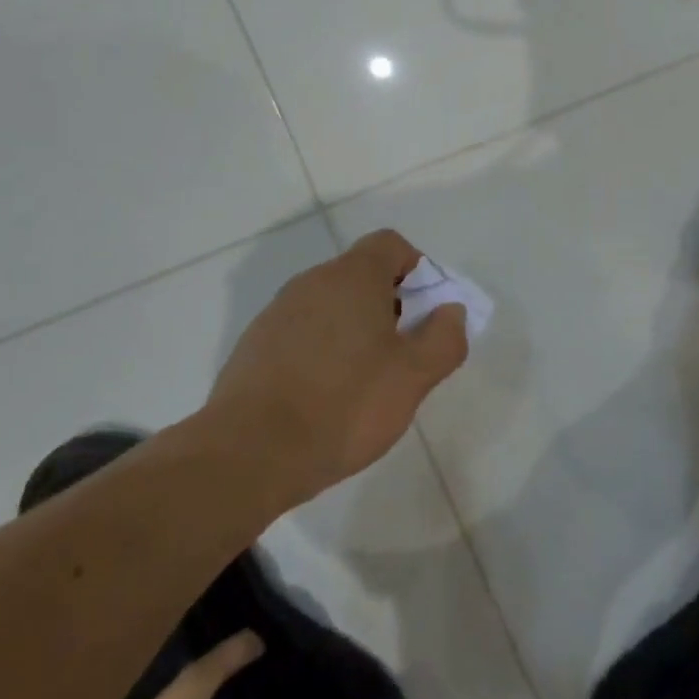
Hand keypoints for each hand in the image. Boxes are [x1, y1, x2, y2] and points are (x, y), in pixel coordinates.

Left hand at [204, 230, 467, 507]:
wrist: (248, 453)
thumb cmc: (344, 405)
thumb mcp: (413, 377)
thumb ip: (444, 338)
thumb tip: (450, 311)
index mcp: (352, 277)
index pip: (391, 244)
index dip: (417, 270)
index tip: (425, 313)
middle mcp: (312, 281)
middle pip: (362, 274)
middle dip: (390, 305)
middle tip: (402, 355)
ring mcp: (278, 312)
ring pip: (332, 305)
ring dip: (355, 329)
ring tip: (364, 382)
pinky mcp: (256, 344)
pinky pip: (303, 331)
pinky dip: (322, 350)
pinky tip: (325, 396)